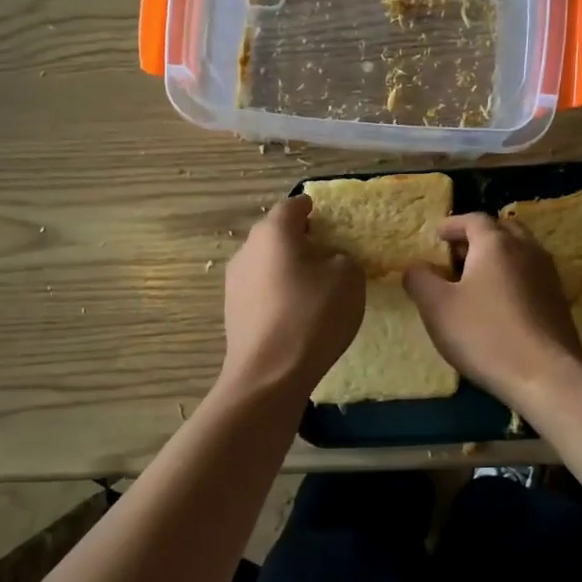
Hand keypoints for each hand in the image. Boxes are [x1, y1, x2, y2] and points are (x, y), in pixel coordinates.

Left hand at [220, 195, 364, 398]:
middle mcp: (247, 250)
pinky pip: (261, 290)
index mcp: (273, 232)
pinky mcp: (232, 312)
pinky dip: (278, 292)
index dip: (311, 207)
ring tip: (314, 285)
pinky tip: (296, 312)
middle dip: (299, 239)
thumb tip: (330, 260)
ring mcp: (234, 283)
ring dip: (287, 267)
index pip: (293, 206)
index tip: (326, 215)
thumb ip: (343, 257)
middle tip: (326, 252)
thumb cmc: (313, 314)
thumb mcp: (349, 277)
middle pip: (275, 234)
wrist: (269, 375)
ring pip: (266, 263)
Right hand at [403, 213, 581, 411]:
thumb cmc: (485, 334)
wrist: (546, 376)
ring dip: (497, 257)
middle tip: (457, 254)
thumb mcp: (437, 307)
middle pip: (503, 230)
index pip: (474, 219)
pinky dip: (512, 277)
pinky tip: (498, 303)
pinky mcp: (558, 301)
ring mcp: (548, 275)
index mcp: (496, 244)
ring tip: (475, 279)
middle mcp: (527, 250)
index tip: (437, 236)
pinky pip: (531, 275)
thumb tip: (415, 267)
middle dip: (478, 237)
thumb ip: (420, 280)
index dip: (452, 225)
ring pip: (520, 252)